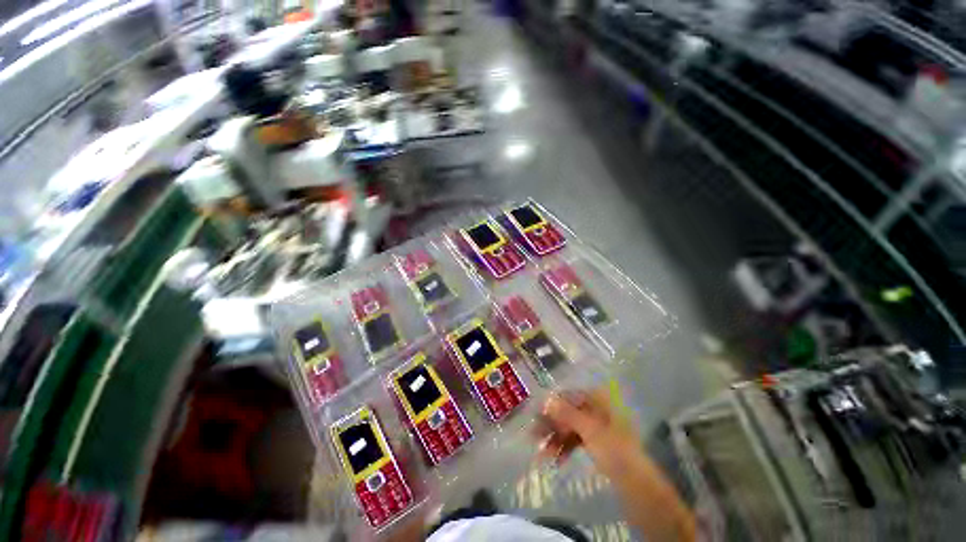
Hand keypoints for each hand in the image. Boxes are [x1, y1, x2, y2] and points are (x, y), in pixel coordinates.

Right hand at [536, 389, 641, 475]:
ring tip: (542, 454)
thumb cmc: (614, 450)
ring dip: (555, 439)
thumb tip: (546, 399)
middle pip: (568, 412)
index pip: (569, 395)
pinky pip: (576, 440)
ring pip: (570, 428)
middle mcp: (596, 409)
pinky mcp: (596, 443)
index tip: (538, 414)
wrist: (638, 485)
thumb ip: (567, 413)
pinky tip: (555, 460)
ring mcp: (596, 427)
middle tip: (534, 436)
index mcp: (598, 400)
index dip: (553, 404)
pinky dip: (565, 448)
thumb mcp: (589, 430)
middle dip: (551, 425)